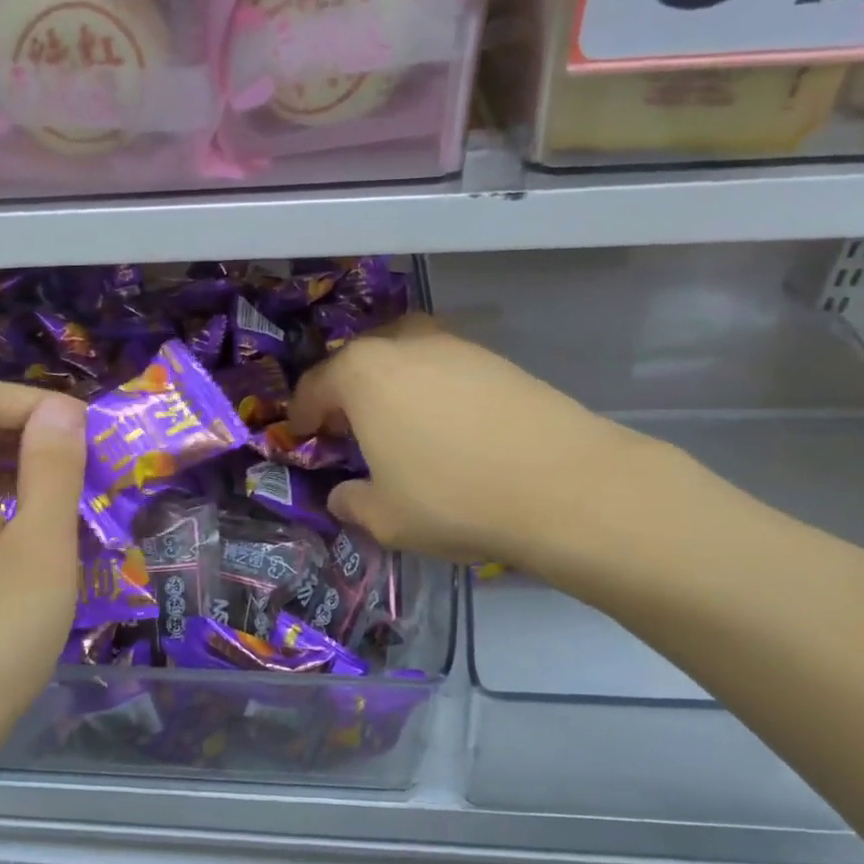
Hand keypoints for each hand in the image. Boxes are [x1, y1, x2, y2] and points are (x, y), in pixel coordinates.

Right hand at [289, 316, 664, 572]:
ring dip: (392, 384)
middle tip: (350, 427)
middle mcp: (404, 345)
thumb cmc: (452, 498)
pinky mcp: (496, 359)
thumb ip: (351, 503)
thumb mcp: (384, 518)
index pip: (314, 386)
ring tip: (399, 424)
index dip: (302, 415)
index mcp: (363, 374)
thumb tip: (342, 497)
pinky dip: (433, 388)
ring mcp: (455, 346)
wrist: (561, 485)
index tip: (302, 436)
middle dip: (346, 390)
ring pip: (405, 355)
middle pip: (359, 359)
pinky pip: (445, 367)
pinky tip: (447, 426)